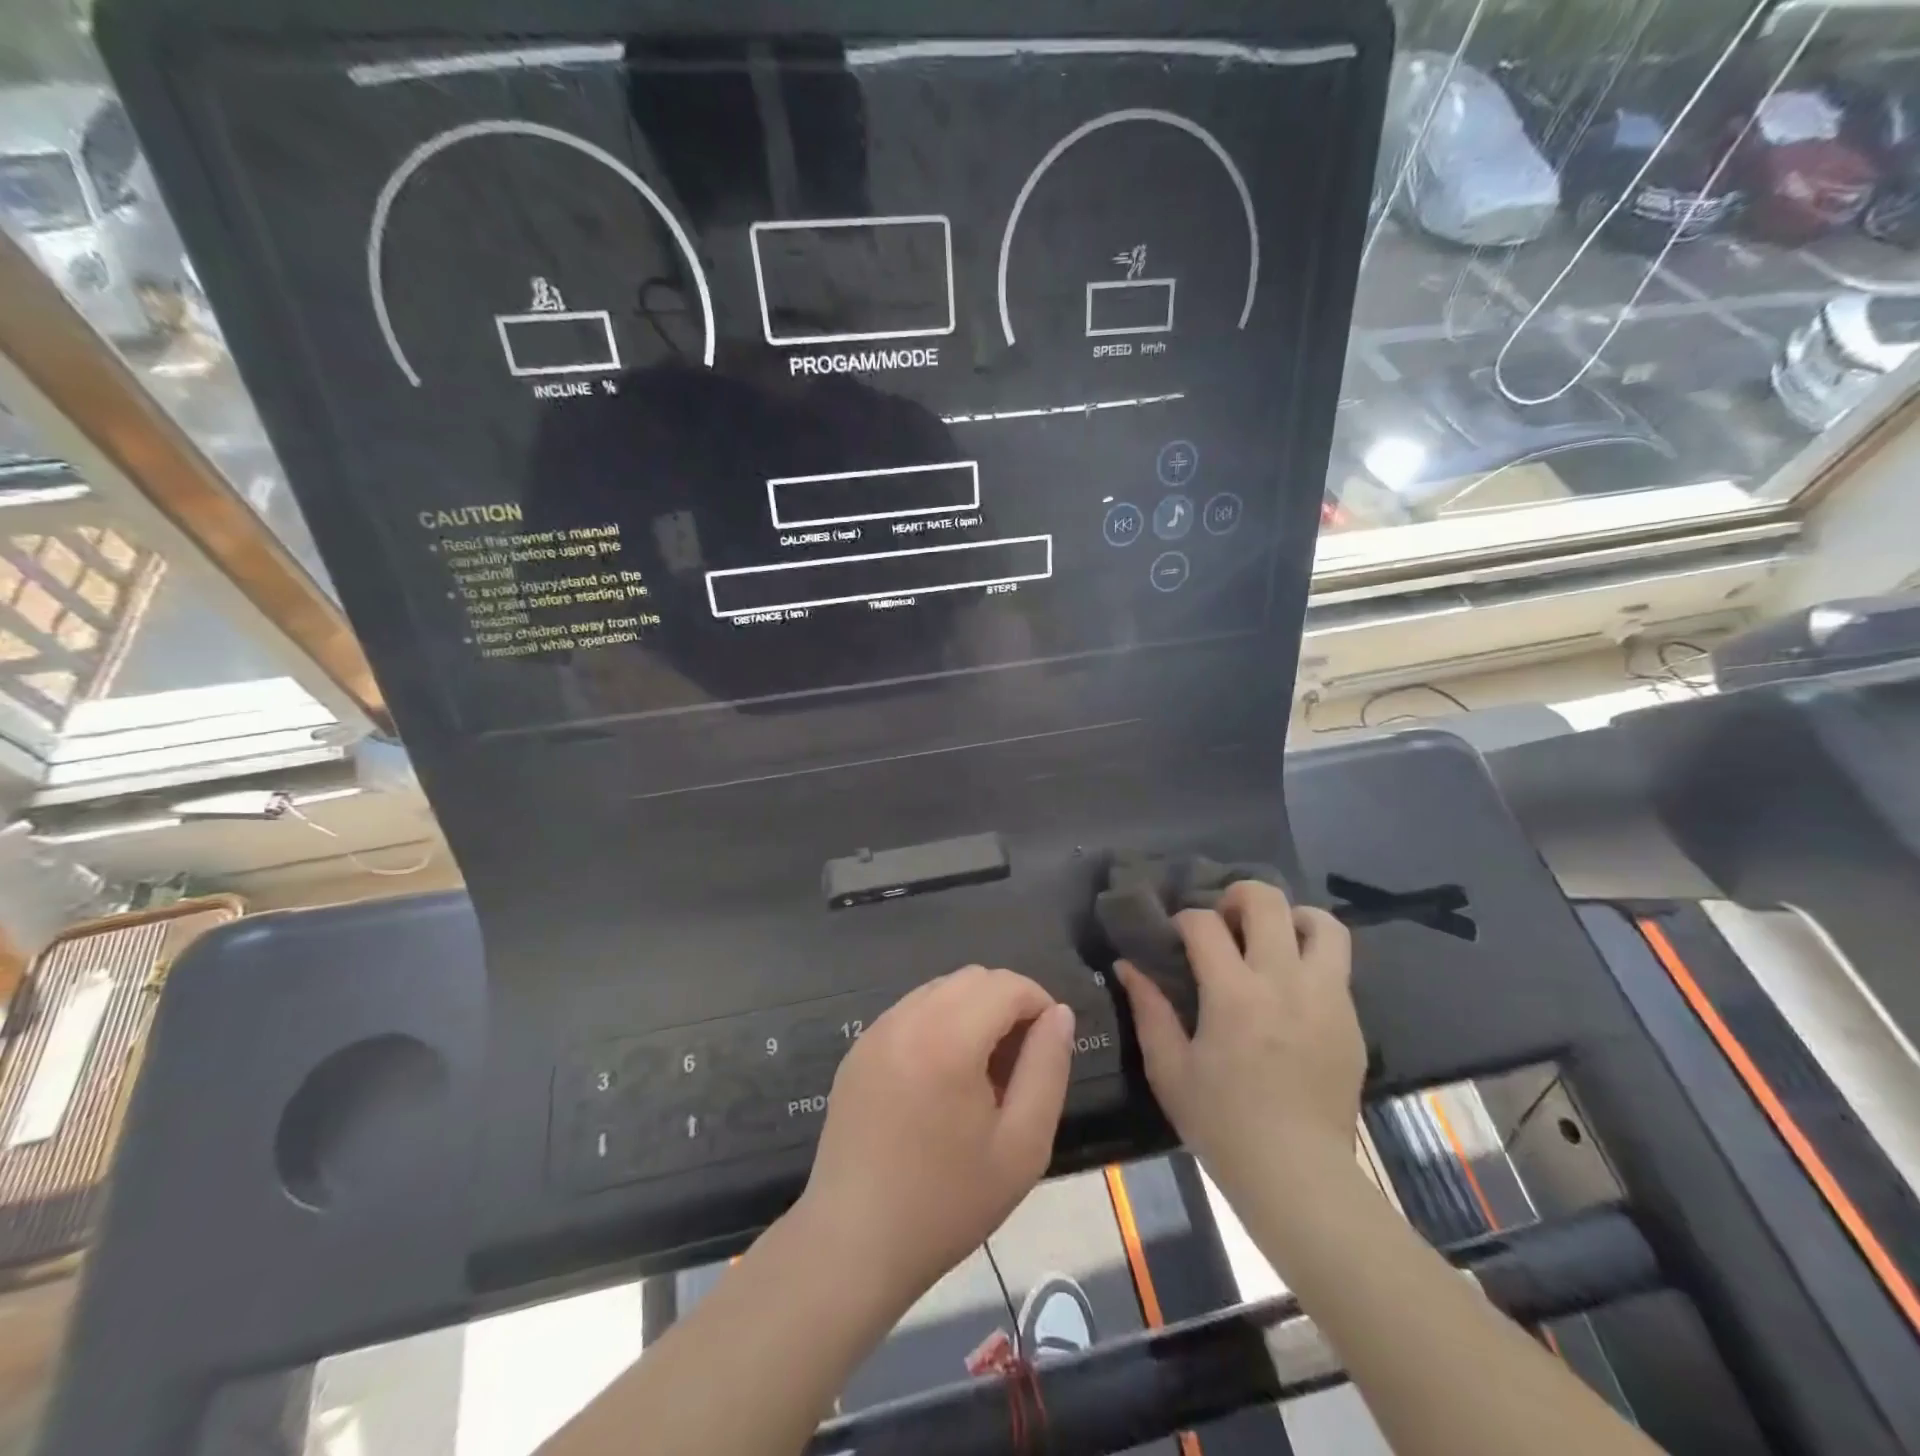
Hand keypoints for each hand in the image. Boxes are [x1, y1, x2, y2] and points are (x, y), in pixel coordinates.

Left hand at [797, 966, 1074, 1307]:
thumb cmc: (947, 1203)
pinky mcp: (858, 1048)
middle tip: (1017, 1065)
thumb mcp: (1023, 1146)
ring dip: (972, 1011)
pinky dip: (938, 1023)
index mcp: (948, 1038)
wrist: (854, 1243)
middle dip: (1007, 1004)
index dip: (1039, 1004)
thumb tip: (1059, 1014)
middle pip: (973, 978)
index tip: (1048, 1048)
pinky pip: (910, 1012)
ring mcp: (876, 1030)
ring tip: (980, 1074)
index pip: (1007, 985)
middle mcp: (907, 1018)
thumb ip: (1048, 1068)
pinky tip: (940, 1080)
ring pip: (940, 989)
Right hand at [1117, 881, 1362, 1191]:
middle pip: (1267, 902)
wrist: (1299, 1176)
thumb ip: (1148, 1010)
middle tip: (1223, 921)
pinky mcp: (1351, 1019)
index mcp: (1234, 994)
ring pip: (1321, 923)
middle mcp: (1284, 982)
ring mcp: (1325, 998)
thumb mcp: (1169, 1070)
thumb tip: (1127, 966)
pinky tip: (1289, 986)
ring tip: (1270, 940)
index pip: (1204, 923)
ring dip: (1290, 918)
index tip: (1176, 938)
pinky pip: (1337, 964)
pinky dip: (1311, 956)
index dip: (1183, 920)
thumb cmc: (1223, 1124)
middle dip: (1237, 897)